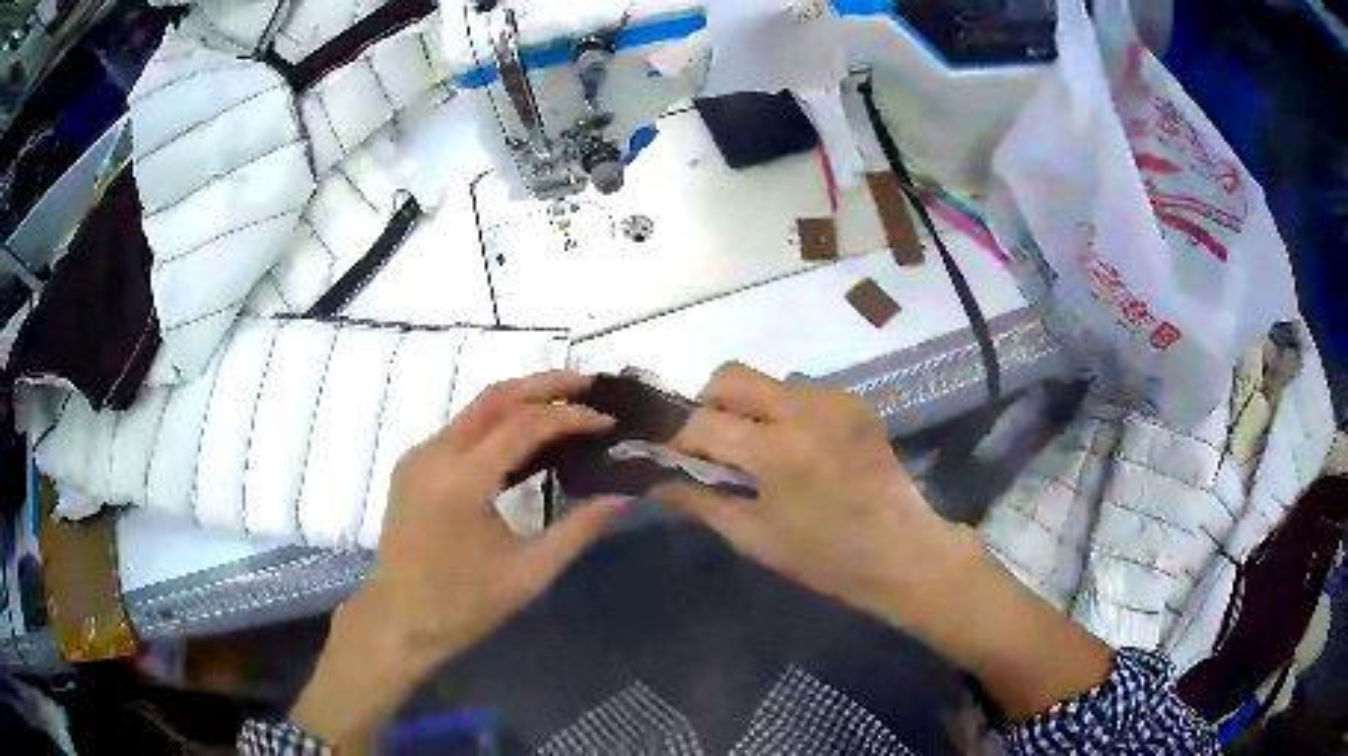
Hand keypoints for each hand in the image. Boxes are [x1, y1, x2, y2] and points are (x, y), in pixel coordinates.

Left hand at [292, 371, 624, 749]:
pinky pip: (460, 429)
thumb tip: (625, 498)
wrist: (399, 620)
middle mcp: (435, 454)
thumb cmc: (464, 605)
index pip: (523, 425)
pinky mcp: (413, 465)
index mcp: (462, 480)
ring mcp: (419, 456)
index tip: (607, 422)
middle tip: (588, 383)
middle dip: (544, 383)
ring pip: (475, 408)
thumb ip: (578, 530)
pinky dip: (496, 422)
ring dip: (520, 399)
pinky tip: (523, 436)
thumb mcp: (529, 573)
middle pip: (495, 397)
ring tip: (564, 403)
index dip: (569, 417)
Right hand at [652, 363, 975, 620]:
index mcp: (777, 450)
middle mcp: (805, 409)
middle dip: (708, 405)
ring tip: (756, 449)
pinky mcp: (854, 403)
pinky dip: (782, 410)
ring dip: (747, 406)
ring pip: (766, 380)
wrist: (902, 552)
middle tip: (711, 445)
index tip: (670, 456)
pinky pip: (801, 390)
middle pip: (731, 376)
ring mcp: (835, 400)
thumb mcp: (754, 537)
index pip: (703, 423)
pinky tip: (794, 448)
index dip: (677, 439)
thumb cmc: (825, 558)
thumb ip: (701, 501)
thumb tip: (655, 481)